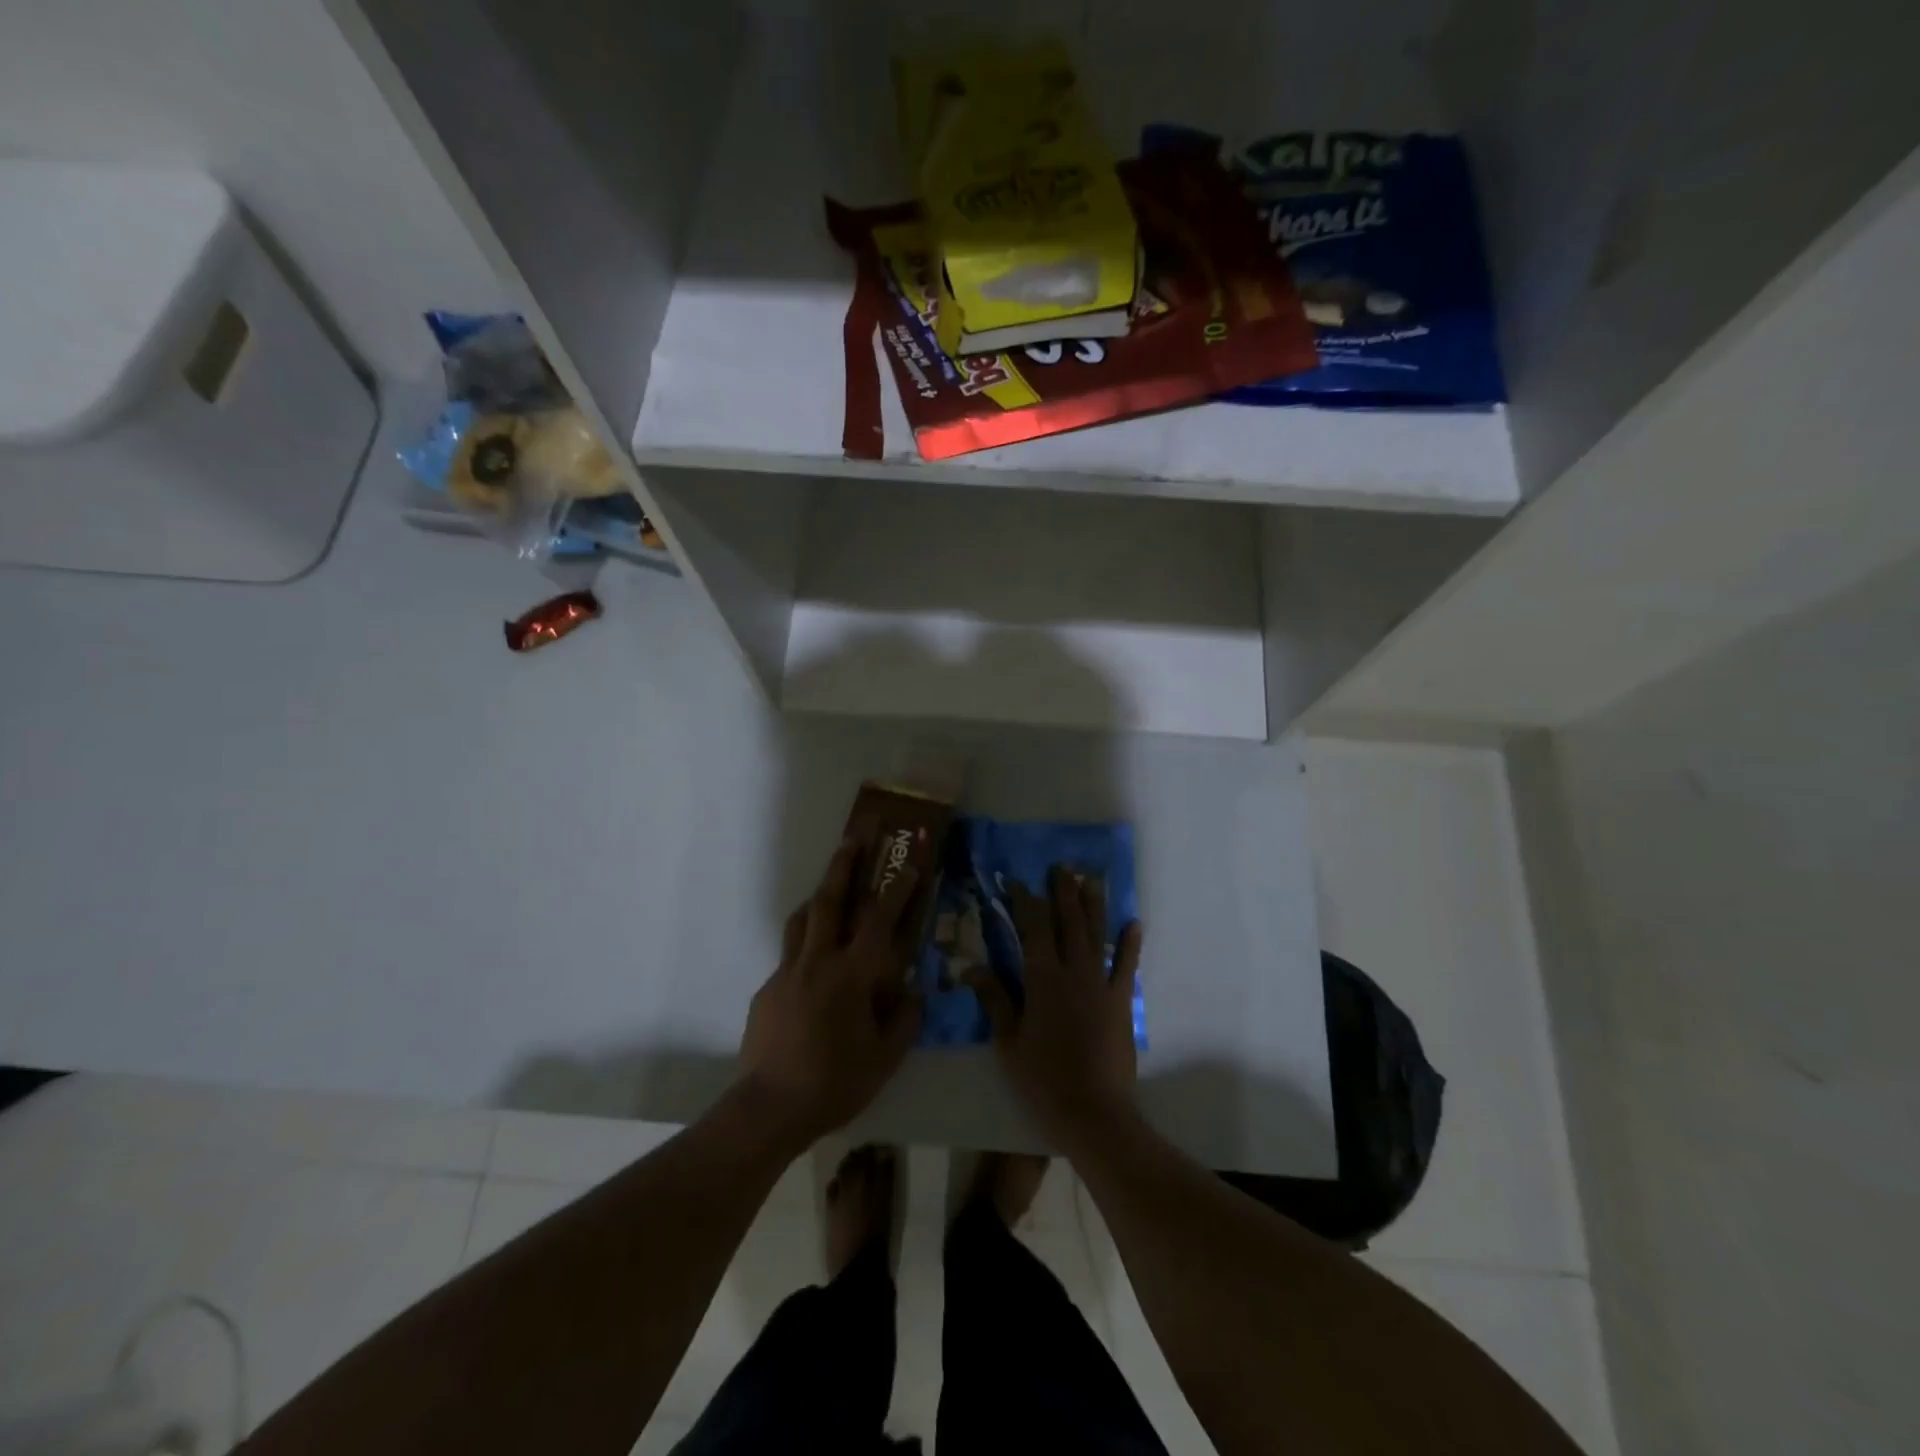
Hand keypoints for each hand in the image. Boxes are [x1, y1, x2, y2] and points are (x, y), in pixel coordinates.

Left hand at [737, 837, 923, 1147]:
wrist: (770, 1107)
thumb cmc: (835, 1082)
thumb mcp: (886, 1058)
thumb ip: (905, 1020)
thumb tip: (914, 993)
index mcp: (852, 974)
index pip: (880, 919)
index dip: (899, 888)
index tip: (911, 862)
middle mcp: (818, 961)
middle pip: (831, 899)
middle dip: (846, 862)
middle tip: (857, 834)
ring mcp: (788, 972)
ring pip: (803, 918)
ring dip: (820, 894)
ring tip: (832, 883)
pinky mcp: (768, 989)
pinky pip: (790, 954)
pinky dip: (806, 944)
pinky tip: (814, 967)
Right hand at [966, 865, 1143, 1145]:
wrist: (1093, 1111)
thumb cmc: (1043, 1078)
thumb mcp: (1008, 1042)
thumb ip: (995, 1000)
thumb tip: (973, 967)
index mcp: (1042, 979)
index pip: (1033, 929)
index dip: (1026, 902)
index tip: (1019, 882)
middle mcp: (1074, 972)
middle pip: (1069, 923)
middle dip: (1063, 893)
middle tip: (1062, 868)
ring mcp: (1102, 985)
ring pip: (1098, 935)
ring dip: (1095, 905)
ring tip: (1092, 880)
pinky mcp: (1121, 1002)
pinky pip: (1128, 966)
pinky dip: (1131, 944)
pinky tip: (1135, 923)